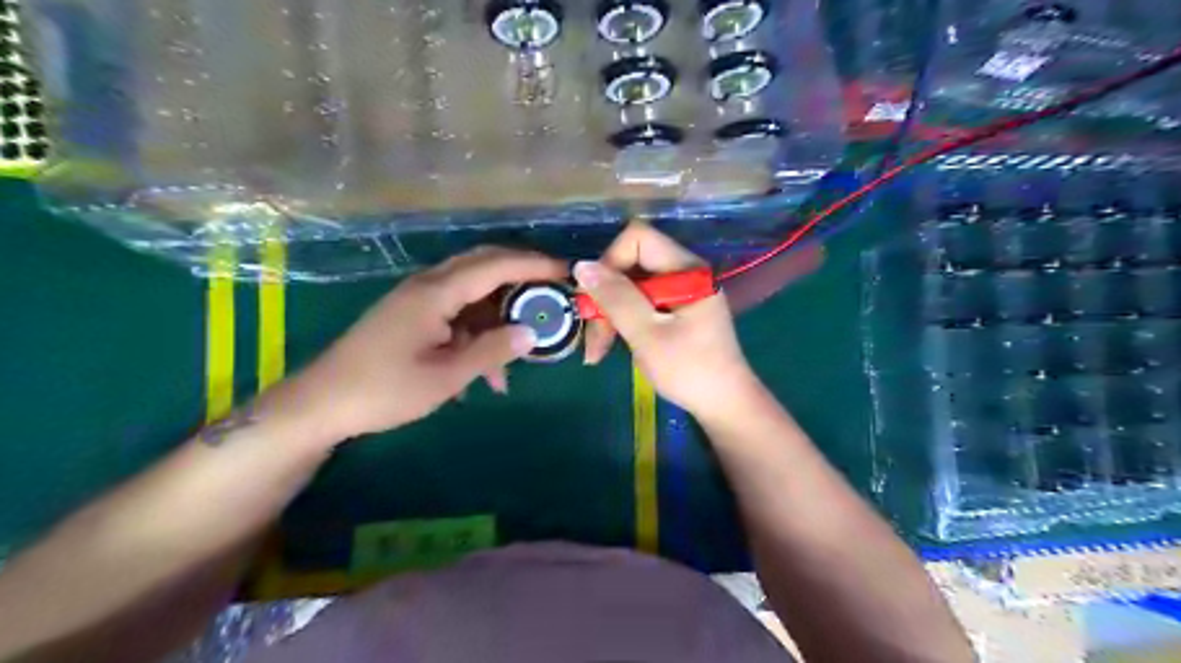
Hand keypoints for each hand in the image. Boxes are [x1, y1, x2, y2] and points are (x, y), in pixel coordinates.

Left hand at [276, 246, 571, 442]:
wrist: (322, 403)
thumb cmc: (384, 390)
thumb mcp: (446, 376)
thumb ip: (492, 351)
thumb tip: (531, 332)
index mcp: (436, 292)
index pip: (495, 265)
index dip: (534, 265)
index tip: (566, 271)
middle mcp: (428, 285)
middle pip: (484, 266)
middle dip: (522, 277)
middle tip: (553, 291)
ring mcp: (418, 299)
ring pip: (472, 293)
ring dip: (499, 316)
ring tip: (521, 351)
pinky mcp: (412, 315)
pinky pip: (456, 313)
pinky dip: (476, 333)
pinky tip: (484, 373)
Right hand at [578, 225, 760, 415]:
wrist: (724, 404)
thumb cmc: (689, 370)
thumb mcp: (647, 334)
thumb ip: (616, 297)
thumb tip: (582, 265)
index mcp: (686, 269)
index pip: (637, 239)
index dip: (609, 262)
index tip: (596, 300)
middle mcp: (685, 271)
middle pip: (631, 264)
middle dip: (606, 297)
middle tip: (593, 338)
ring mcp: (682, 291)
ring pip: (631, 286)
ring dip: (610, 314)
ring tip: (597, 352)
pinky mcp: (677, 309)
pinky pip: (641, 302)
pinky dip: (623, 321)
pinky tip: (612, 345)